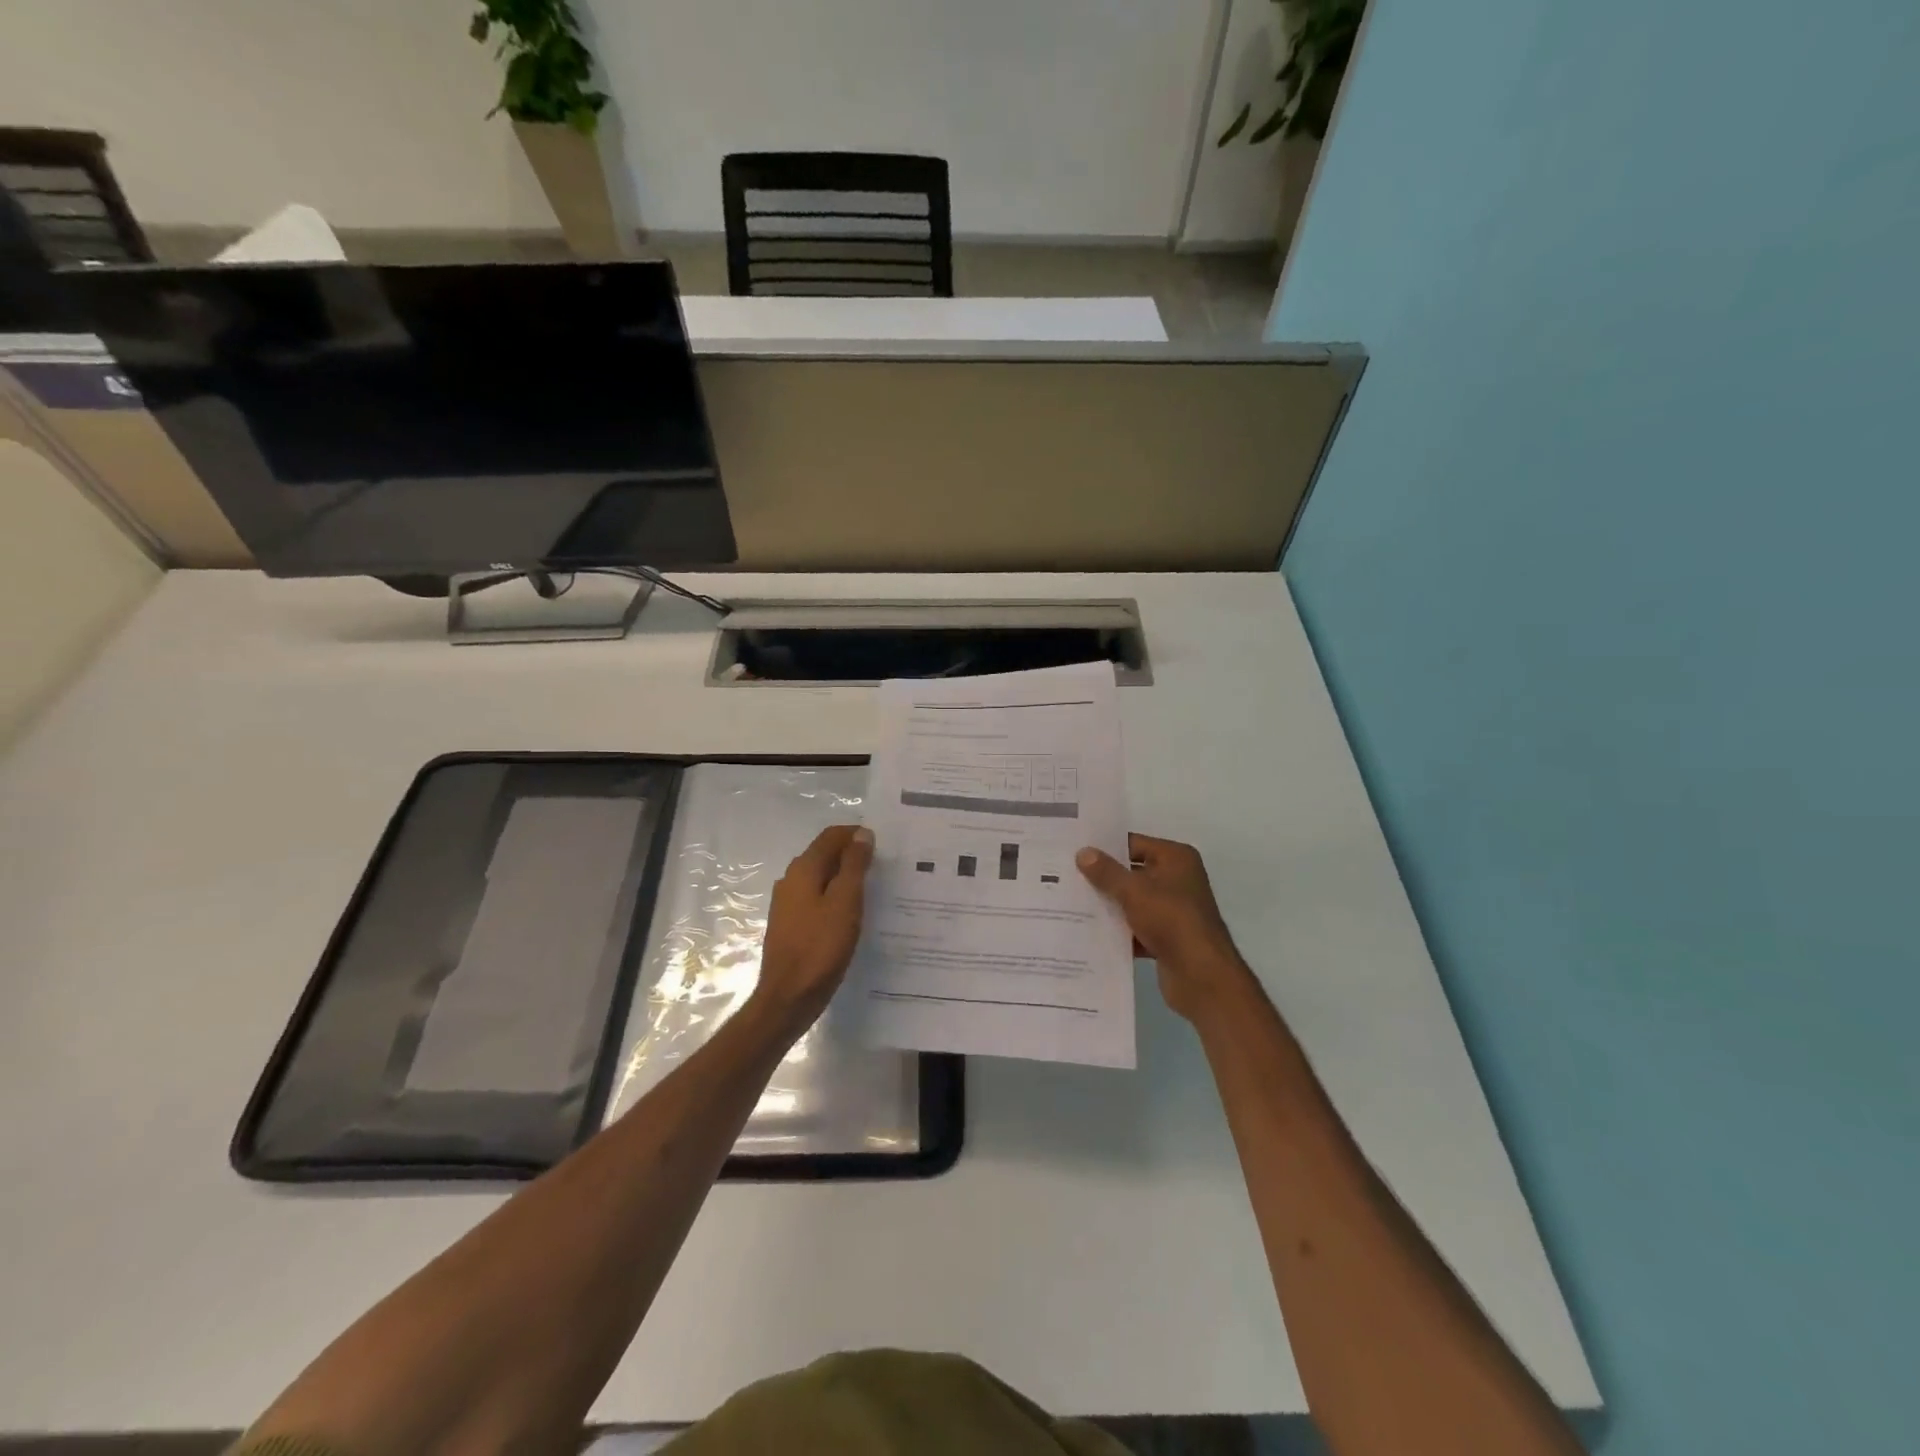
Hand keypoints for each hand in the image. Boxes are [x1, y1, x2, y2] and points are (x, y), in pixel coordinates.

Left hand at [755, 825, 874, 1029]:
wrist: (788, 998)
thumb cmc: (820, 947)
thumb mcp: (845, 902)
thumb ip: (854, 865)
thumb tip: (862, 834)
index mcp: (803, 869)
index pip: (831, 836)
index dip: (856, 835)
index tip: (883, 845)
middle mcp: (790, 880)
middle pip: (824, 855)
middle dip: (852, 855)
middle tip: (883, 867)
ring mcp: (787, 904)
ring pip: (820, 878)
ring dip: (844, 878)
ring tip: (872, 890)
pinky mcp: (790, 925)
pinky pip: (816, 899)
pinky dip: (835, 897)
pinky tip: (851, 915)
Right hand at [1077, 833, 1249, 1020]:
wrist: (1201, 976)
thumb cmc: (1171, 920)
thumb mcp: (1134, 891)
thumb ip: (1106, 872)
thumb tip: (1082, 852)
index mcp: (1175, 858)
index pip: (1133, 843)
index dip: (1104, 847)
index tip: (1073, 850)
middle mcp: (1177, 879)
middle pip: (1132, 872)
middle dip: (1102, 877)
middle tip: (1065, 876)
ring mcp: (1173, 910)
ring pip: (1132, 901)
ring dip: (1108, 905)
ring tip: (1070, 902)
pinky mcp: (1167, 937)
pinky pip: (1136, 926)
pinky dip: (1118, 930)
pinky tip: (1088, 932)